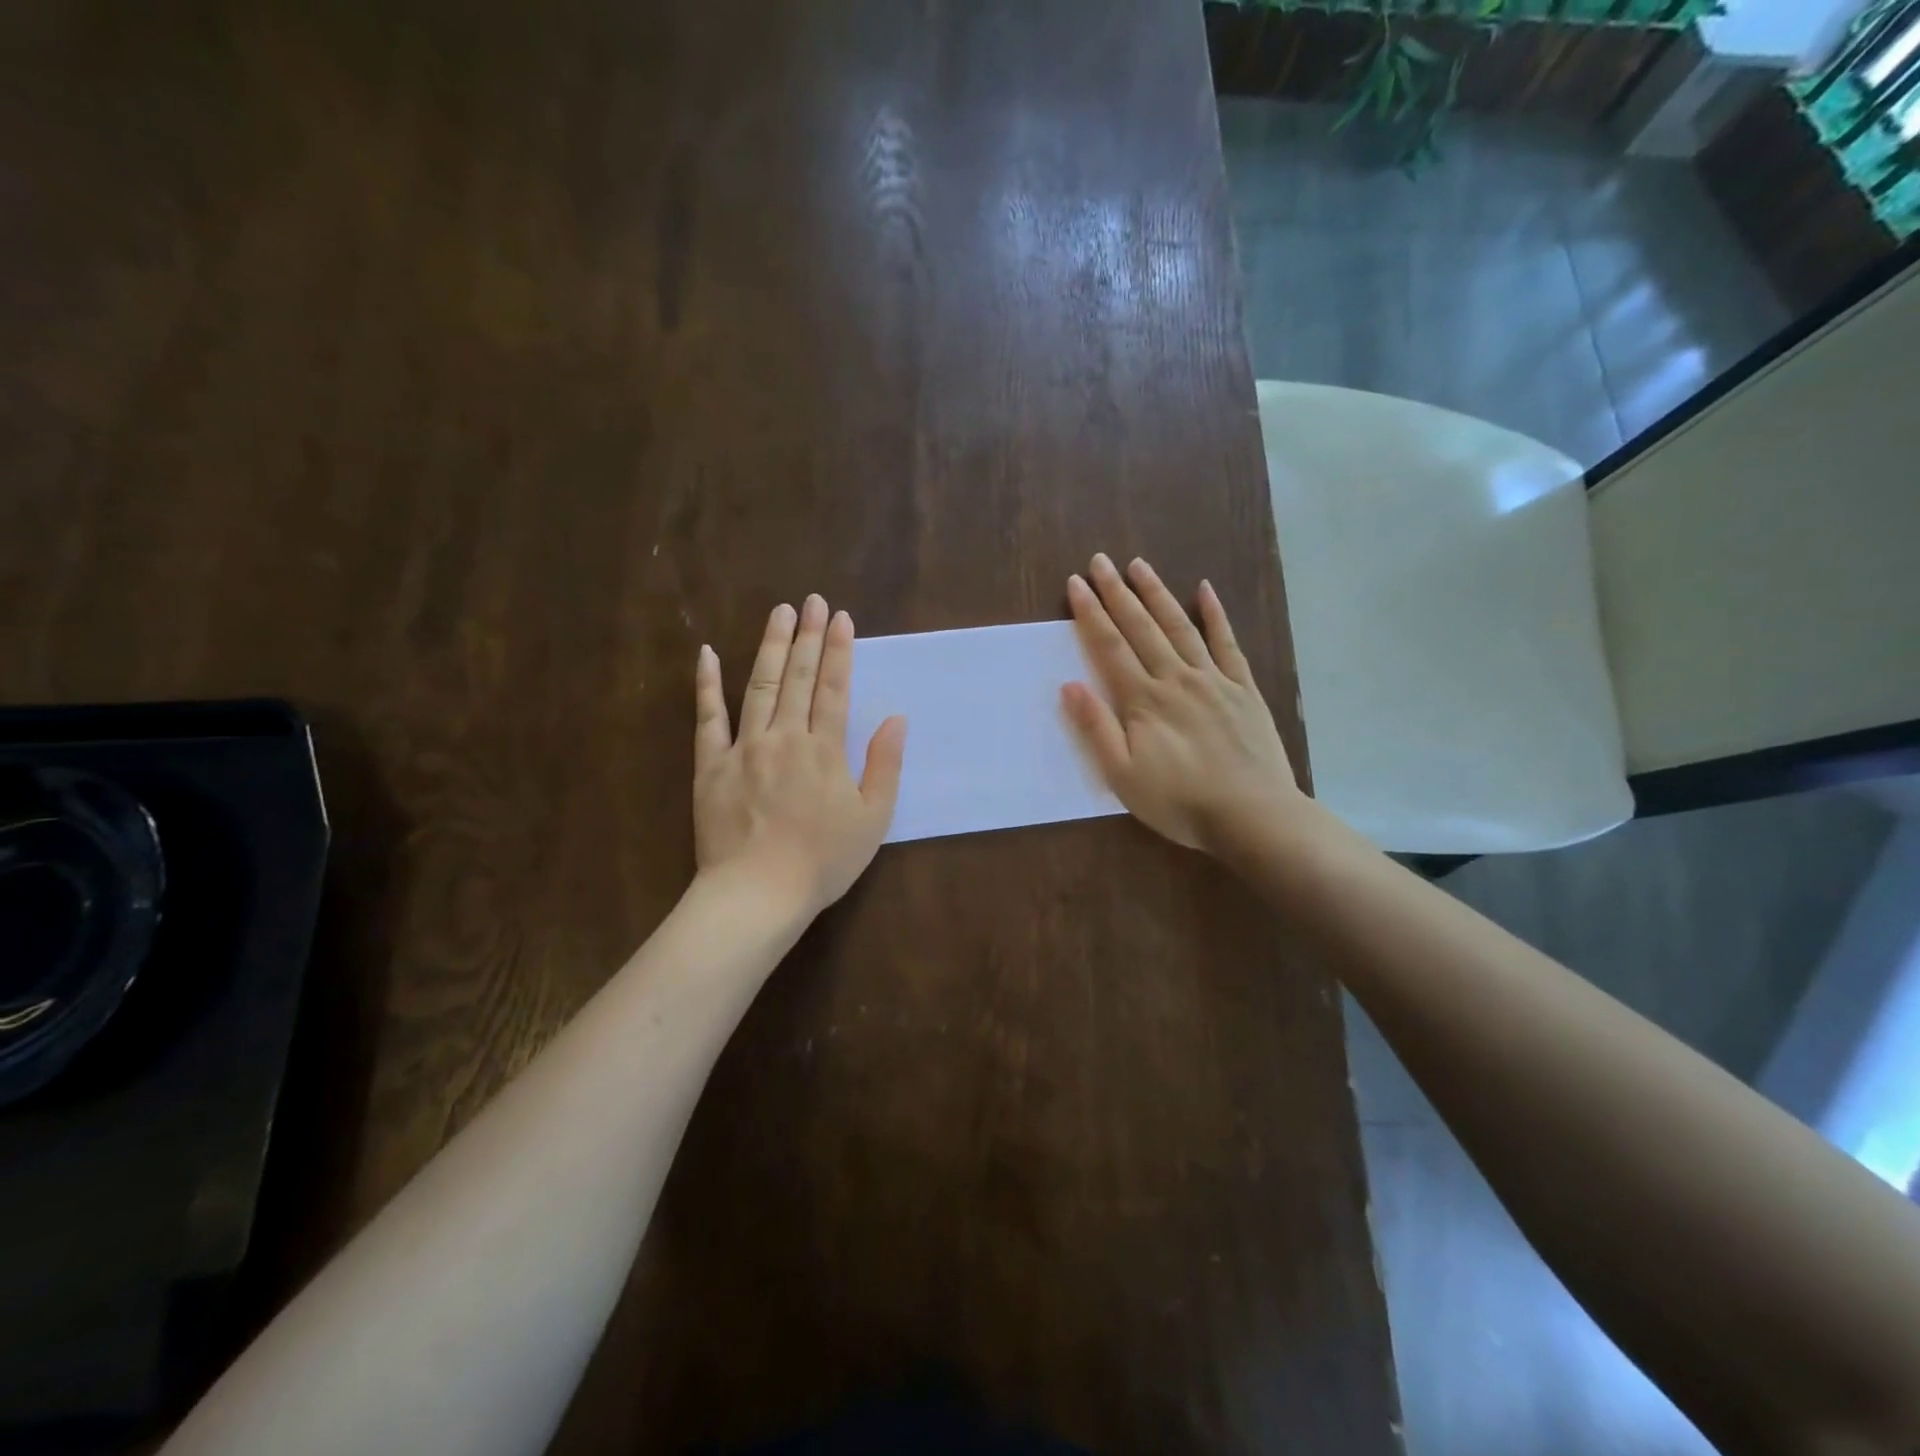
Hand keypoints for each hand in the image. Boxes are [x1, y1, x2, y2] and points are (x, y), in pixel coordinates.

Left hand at [693, 596, 905, 918]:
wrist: (758, 894)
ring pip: (758, 686)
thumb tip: (896, 719)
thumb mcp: (873, 819)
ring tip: (778, 613)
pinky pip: (708, 718)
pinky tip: (708, 654)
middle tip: (811, 600)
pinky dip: (707, 685)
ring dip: (769, 646)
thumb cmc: (823, 861)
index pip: (834, 689)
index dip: (838, 651)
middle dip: (806, 636)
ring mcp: (744, 748)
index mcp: (825, 750)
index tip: (840, 617)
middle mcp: (785, 737)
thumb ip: (885, 765)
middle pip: (797, 678)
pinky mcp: (711, 766)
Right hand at [1061, 553, 1302, 857]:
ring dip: (1157, 594)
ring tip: (1139, 565)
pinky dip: (1215, 615)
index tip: (1076, 584)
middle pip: (1142, 627)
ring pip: (1180, 626)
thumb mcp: (1123, 776)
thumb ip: (1096, 728)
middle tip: (1100, 561)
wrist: (1253, 815)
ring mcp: (1214, 680)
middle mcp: (1176, 678)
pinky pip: (1228, 644)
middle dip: (1118, 593)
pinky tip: (1205, 590)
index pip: (1110, 647)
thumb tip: (1070, 685)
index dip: (1091, 614)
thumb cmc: (1179, 802)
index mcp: (1144, 700)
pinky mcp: (1243, 689)